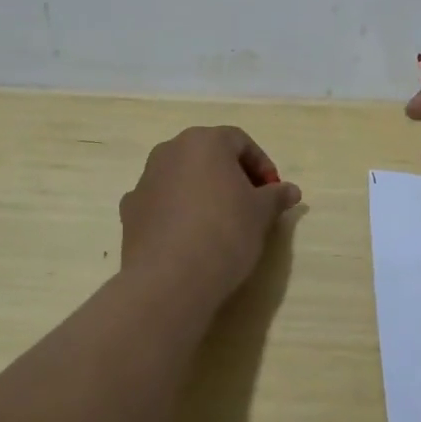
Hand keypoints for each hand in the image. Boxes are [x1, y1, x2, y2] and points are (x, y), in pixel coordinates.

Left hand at [120, 126, 302, 303]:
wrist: (169, 280)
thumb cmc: (225, 232)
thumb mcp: (262, 213)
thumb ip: (276, 196)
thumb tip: (291, 190)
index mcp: (204, 142)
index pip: (240, 142)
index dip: (262, 165)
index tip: (273, 192)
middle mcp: (170, 151)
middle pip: (208, 156)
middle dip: (232, 175)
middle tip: (251, 203)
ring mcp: (145, 180)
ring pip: (183, 177)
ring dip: (203, 191)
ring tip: (221, 222)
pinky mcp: (129, 211)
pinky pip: (162, 202)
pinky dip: (178, 212)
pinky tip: (191, 237)